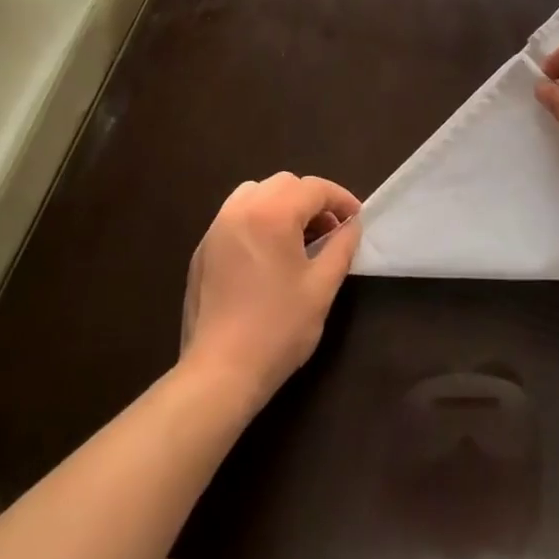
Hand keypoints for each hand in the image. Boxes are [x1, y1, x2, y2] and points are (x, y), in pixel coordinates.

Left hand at [180, 172, 361, 411]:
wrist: (219, 373)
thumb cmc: (278, 329)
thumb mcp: (322, 287)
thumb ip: (341, 247)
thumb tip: (352, 226)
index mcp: (272, 213)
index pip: (314, 188)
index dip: (341, 200)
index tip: (356, 220)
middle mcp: (240, 209)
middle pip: (284, 184)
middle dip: (311, 200)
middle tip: (329, 231)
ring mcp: (216, 228)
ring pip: (256, 193)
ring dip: (282, 205)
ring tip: (297, 238)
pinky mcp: (203, 250)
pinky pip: (235, 216)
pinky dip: (258, 220)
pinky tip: (268, 255)